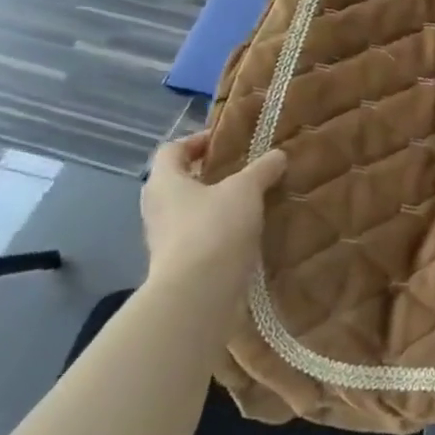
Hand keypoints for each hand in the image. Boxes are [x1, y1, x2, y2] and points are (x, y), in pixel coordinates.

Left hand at [140, 131, 285, 323]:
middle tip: (240, 171)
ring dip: (213, 205)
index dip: (196, 141)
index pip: (171, 150)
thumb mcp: (245, 190)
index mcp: (164, 181)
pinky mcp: (177, 265)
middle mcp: (156, 208)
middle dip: (207, 174)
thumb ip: (261, 170)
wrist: (198, 294)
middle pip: (178, 181)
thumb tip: (278, 155)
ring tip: (248, 202)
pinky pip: (197, 237)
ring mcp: (163, 239)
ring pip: (188, 211)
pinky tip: (244, 234)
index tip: (224, 141)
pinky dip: (217, 231)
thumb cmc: (214, 228)